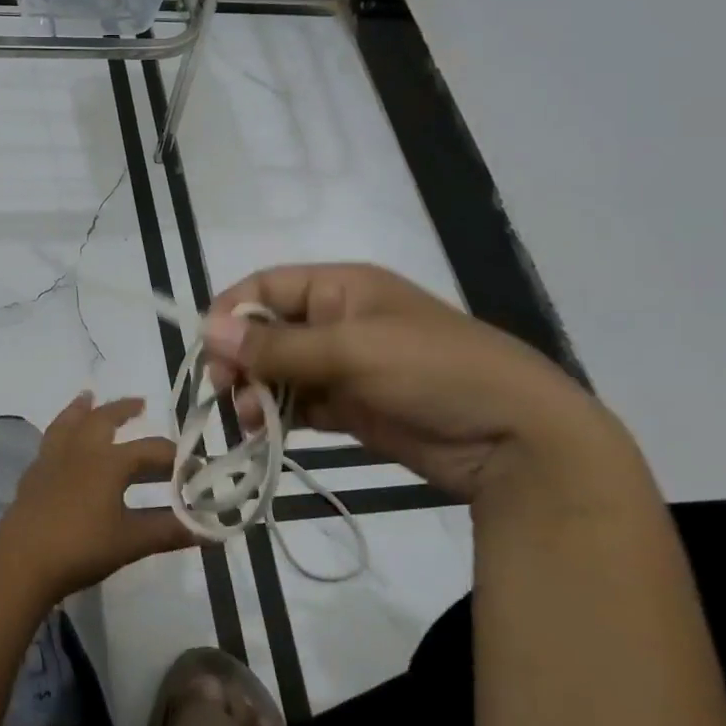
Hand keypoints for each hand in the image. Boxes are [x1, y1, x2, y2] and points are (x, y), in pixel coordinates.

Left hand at [0, 393, 186, 599]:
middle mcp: (81, 450)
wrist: (21, 560)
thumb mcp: (131, 541)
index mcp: (110, 461)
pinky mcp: (33, 476)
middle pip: (104, 419)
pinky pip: (49, 442)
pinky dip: (60, 433)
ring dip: (82, 409)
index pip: (151, 450)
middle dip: (123, 409)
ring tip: (87, 397)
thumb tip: (211, 531)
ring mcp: (52, 460)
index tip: (195, 465)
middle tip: (140, 402)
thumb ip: (170, 531)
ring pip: (69, 423)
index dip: (176, 457)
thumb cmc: (81, 546)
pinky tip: (60, 445)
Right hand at [204, 263, 638, 504]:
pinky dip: (279, 416)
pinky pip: (300, 404)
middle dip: (241, 358)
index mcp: (341, 287)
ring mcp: (345, 366)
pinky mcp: (353, 407)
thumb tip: (208, 329)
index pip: (267, 285)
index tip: (209, 350)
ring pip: (279, 371)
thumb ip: (279, 344)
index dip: (232, 311)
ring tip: (250, 419)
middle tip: (225, 390)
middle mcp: (338, 320)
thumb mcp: (353, 350)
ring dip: (256, 391)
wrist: (516, 439)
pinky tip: (266, 432)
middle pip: (267, 330)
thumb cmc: (434, 371)